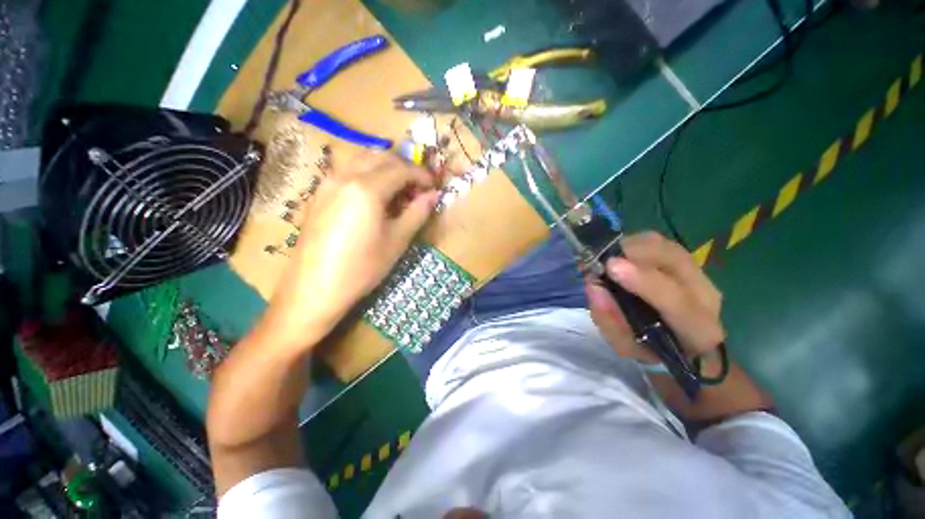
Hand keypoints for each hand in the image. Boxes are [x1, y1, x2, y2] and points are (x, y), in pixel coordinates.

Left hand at [267, 152, 438, 342]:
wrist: (314, 288)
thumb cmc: (362, 267)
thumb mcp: (397, 241)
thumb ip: (417, 213)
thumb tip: (433, 195)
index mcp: (367, 188)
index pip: (401, 169)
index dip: (422, 175)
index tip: (434, 187)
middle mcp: (345, 176)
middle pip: (381, 157)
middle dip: (404, 167)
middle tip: (418, 187)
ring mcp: (328, 183)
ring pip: (362, 160)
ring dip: (385, 167)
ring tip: (398, 189)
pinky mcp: (319, 194)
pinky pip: (347, 171)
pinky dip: (367, 174)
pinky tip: (373, 196)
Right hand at [585, 231, 724, 363]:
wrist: (683, 347)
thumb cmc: (651, 350)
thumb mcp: (627, 347)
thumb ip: (610, 320)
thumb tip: (592, 287)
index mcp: (698, 331)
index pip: (679, 304)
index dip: (645, 282)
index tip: (611, 267)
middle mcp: (706, 297)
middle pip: (676, 261)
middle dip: (633, 253)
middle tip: (601, 262)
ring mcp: (699, 276)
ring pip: (666, 246)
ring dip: (632, 247)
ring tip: (608, 258)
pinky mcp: (687, 264)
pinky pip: (660, 243)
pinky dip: (635, 245)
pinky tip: (620, 256)